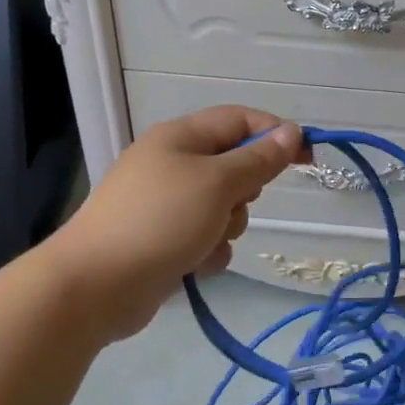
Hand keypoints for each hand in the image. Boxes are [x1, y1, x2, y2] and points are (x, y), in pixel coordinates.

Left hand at [44, 106, 307, 340]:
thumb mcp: (218, 183)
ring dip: (225, 227)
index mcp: (180, 137)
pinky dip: (207, 251)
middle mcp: (172, 164)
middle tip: (231, 204)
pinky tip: (192, 265)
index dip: (276, 134)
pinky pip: (205, 238)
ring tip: (204, 241)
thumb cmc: (160, 221)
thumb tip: (291, 132)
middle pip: (233, 166)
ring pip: (223, 207)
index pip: (240, 120)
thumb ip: (258, 159)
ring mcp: (165, 204)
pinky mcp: (163, 240)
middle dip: (244, 191)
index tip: (308, 159)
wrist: (96, 284)